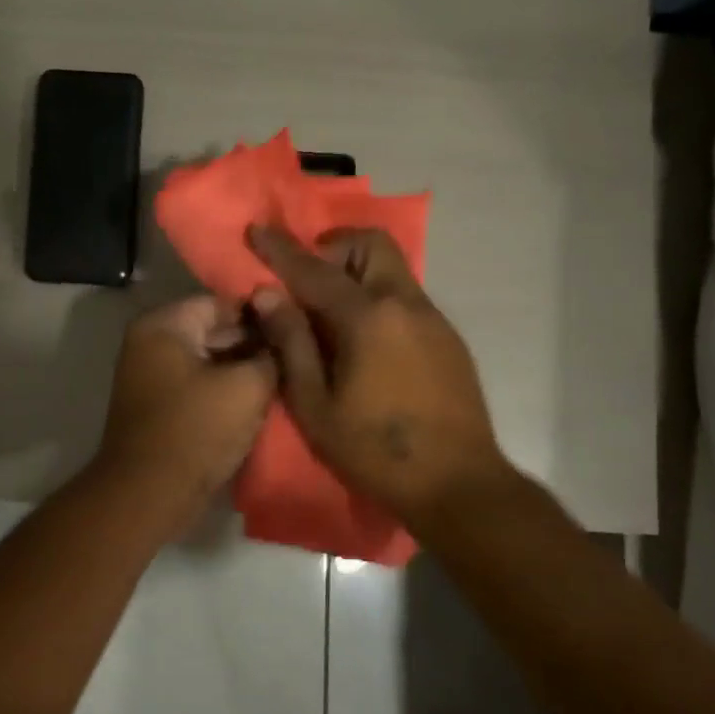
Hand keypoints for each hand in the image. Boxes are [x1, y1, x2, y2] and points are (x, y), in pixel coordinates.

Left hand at [95, 295, 276, 517]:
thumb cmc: (196, 430)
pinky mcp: (158, 406)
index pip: (222, 302)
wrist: (149, 494)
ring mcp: (150, 376)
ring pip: (209, 360)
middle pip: (213, 330)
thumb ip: (271, 353)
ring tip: (284, 378)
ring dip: (242, 369)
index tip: (296, 328)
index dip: (262, 314)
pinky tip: (258, 401)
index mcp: (163, 325)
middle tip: (296, 356)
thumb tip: (283, 336)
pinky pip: (198, 385)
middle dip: (253, 342)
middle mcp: (150, 343)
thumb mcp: (247, 387)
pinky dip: (224, 390)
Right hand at [248, 226, 505, 525]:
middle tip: (308, 280)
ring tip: (332, 314)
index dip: (281, 249)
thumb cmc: (374, 450)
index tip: (257, 230)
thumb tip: (266, 295)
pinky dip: (378, 298)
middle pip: (372, 244)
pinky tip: (366, 342)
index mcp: (368, 318)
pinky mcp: (448, 338)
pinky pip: (406, 297)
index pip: (315, 270)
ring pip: (393, 269)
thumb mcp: (316, 405)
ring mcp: (433, 319)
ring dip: (358, 272)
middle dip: (334, 246)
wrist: (457, 483)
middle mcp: (405, 304)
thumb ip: (291, 343)